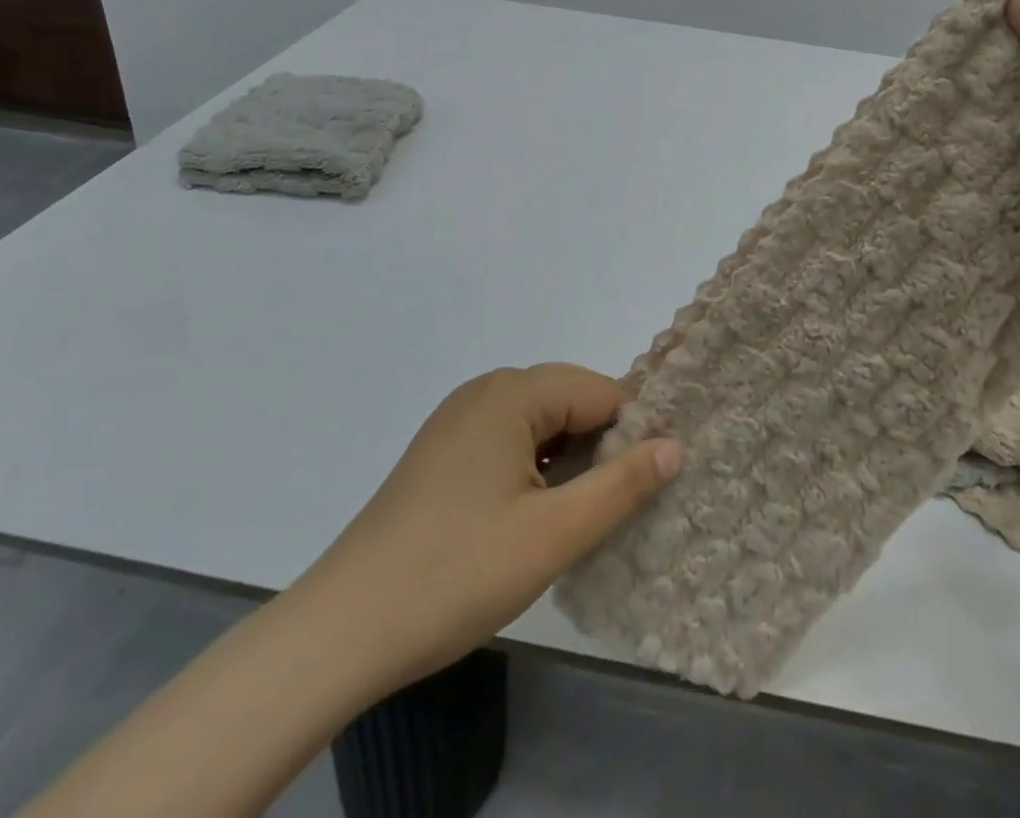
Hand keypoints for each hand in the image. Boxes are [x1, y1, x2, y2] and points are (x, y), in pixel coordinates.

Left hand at [289, 363, 680, 699]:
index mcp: (513, 393)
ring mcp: (459, 419)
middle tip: (611, 510)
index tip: (646, 488)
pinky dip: (535, 468)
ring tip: (576, 517)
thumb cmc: (457, 573)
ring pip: (541, 423)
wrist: (343, 629)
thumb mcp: (554, 534)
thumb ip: (622, 485)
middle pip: (570, 400)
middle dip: (601, 446)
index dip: (632, 435)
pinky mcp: (443, 451)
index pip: (601, 392)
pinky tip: (534, 516)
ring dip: (569, 461)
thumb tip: (676, 445)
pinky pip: (510, 441)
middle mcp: (486, 390)